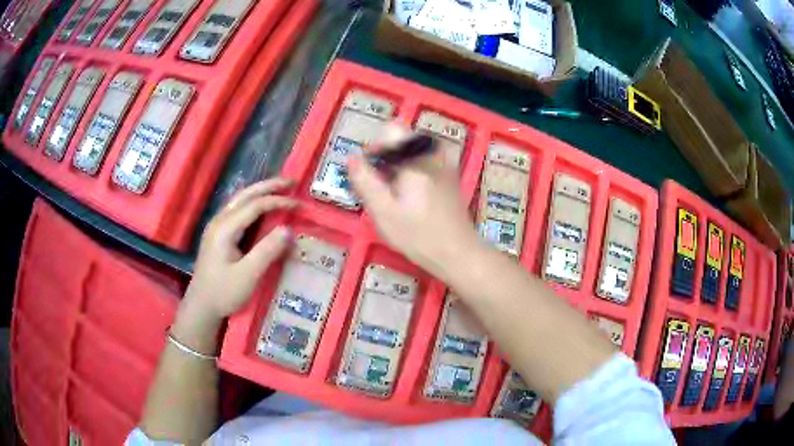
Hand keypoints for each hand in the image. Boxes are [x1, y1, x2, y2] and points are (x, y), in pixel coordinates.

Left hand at [182, 178, 296, 322]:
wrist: (201, 306)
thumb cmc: (223, 292)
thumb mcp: (248, 275)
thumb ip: (267, 251)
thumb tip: (287, 229)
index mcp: (225, 228)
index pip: (254, 205)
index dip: (277, 201)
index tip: (298, 204)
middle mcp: (219, 221)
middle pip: (245, 195)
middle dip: (268, 186)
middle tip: (290, 181)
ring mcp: (216, 227)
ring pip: (239, 200)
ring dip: (260, 192)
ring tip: (279, 189)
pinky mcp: (218, 235)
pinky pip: (237, 210)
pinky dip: (253, 203)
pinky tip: (261, 207)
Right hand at [348, 125, 479, 279]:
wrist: (459, 254)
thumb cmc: (418, 235)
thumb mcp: (383, 211)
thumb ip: (365, 181)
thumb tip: (352, 157)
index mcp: (415, 158)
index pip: (391, 131)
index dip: (376, 148)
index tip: (371, 172)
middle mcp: (433, 154)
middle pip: (402, 140)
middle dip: (386, 159)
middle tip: (381, 190)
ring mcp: (445, 164)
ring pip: (413, 152)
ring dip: (399, 167)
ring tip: (395, 196)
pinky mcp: (450, 177)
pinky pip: (426, 162)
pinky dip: (413, 173)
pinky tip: (412, 199)